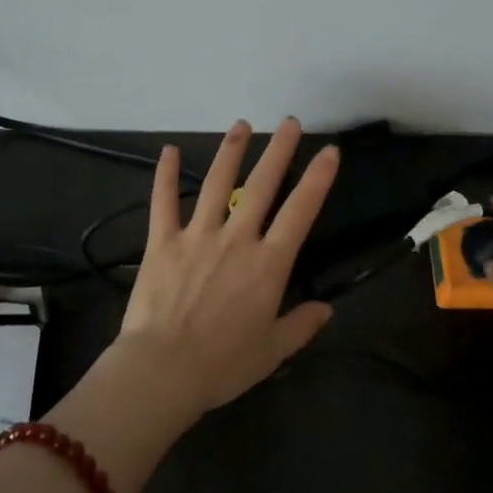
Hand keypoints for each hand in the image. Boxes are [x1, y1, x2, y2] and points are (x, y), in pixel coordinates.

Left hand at [112, 118, 340, 418]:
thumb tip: (327, 309)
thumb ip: (302, 325)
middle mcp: (236, 239)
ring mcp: (197, 236)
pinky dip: (164, 175)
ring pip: (216, 183)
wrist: (163, 371)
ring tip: (242, 125)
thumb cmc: (223, 364)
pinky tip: (167, 150)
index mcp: (268, 264)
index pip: (300, 212)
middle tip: (290, 122)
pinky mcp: (162, 242)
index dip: (317, 179)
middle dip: (278, 150)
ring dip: (230, 151)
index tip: (330, 151)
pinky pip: (163, 202)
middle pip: (261, 185)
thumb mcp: (273, 350)